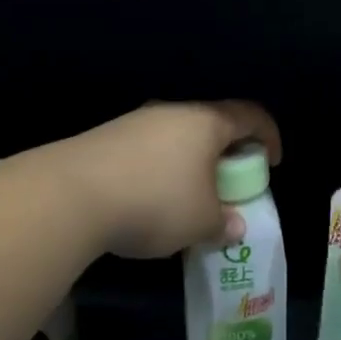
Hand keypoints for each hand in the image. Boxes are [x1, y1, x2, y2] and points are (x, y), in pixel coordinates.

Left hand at [57, 100, 281, 258]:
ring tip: (187, 197)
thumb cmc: (155, 201)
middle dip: (226, 153)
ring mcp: (135, 122)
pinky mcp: (105, 138)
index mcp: (206, 122)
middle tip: (228, 183)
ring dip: (190, 162)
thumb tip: (234, 227)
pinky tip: (147, 200)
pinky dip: (159, 169)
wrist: (68, 195)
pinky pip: (147, 149)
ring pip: (176, 137)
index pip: (251, 116)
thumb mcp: (200, 222)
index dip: (269, 136)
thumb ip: (224, 223)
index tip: (272, 162)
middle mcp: (173, 112)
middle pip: (212, 124)